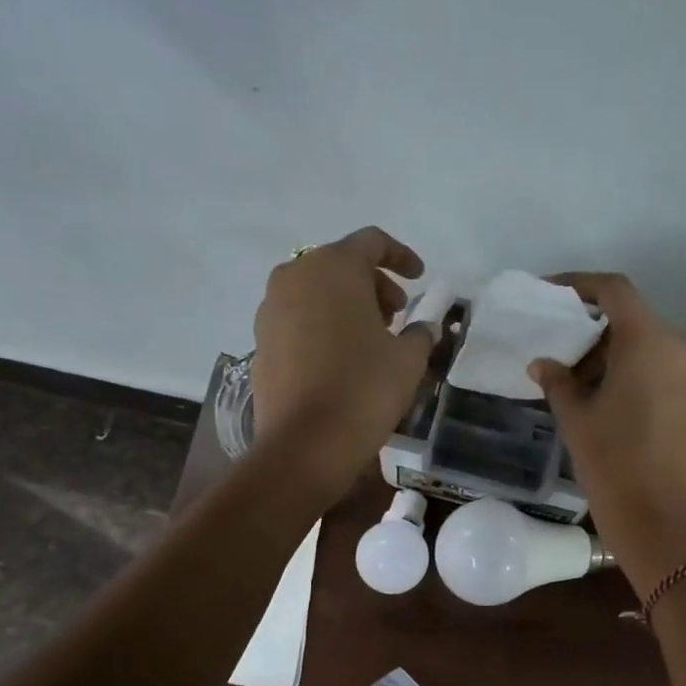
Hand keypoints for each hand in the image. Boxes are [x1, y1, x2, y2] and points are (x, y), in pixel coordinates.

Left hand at [250, 227, 431, 493]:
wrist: (306, 443)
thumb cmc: (364, 388)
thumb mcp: (408, 359)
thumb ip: (420, 333)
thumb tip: (424, 327)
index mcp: (333, 266)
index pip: (371, 242)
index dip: (401, 256)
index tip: (419, 278)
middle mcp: (294, 276)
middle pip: (340, 265)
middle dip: (373, 284)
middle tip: (397, 315)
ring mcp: (270, 310)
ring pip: (315, 292)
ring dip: (346, 306)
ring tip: (371, 339)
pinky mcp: (261, 342)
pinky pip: (298, 320)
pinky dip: (322, 327)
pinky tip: (341, 359)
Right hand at [530, 273, 685, 587]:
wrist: (662, 522)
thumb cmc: (612, 465)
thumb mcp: (576, 419)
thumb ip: (558, 381)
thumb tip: (543, 363)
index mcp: (648, 342)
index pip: (615, 291)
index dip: (580, 285)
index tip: (552, 294)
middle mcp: (681, 348)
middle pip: (633, 320)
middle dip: (594, 330)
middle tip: (561, 354)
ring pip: (650, 346)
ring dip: (614, 354)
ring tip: (580, 384)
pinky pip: (665, 370)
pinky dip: (636, 373)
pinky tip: (610, 402)